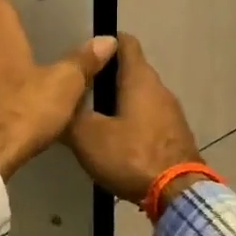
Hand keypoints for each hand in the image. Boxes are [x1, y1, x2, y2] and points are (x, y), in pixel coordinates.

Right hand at [64, 34, 202, 205]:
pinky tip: (114, 141)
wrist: (177, 194)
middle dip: (105, 77)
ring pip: (139, 97)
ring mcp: (171, 113)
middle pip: (130, 71)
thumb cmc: (131, 156)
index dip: (103, 42)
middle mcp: (160, 88)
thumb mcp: (88, 136)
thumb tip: (58, 102)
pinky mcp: (175, 136)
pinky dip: (131, 123)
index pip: (124, 42)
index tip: (82, 53)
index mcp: (139, 78)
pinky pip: (148, 119)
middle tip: (77, 90)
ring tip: (91, 117)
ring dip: (117, 102)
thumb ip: (71, 115)